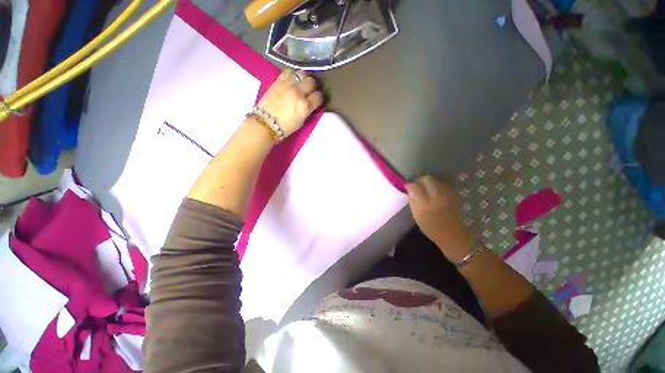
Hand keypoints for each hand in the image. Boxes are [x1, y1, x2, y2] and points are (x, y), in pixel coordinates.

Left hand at [257, 69, 323, 136]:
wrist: (265, 123)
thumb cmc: (285, 127)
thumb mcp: (301, 121)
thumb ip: (307, 110)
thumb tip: (311, 103)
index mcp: (305, 106)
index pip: (318, 96)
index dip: (319, 98)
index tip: (317, 100)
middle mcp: (298, 93)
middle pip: (312, 82)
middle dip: (313, 86)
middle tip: (311, 90)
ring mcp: (288, 85)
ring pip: (302, 73)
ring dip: (304, 78)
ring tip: (302, 83)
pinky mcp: (278, 81)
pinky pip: (289, 71)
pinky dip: (293, 74)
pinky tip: (292, 79)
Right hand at [406, 175, 477, 262]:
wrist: (454, 236)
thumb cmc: (432, 229)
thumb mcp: (417, 217)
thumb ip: (412, 202)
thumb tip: (408, 191)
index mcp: (425, 204)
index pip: (414, 186)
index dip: (409, 185)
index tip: (407, 187)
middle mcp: (437, 196)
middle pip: (427, 178)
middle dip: (419, 180)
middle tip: (416, 185)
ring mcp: (447, 194)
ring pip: (436, 179)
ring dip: (428, 181)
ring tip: (425, 188)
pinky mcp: (454, 194)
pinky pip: (443, 184)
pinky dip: (436, 184)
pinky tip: (434, 190)